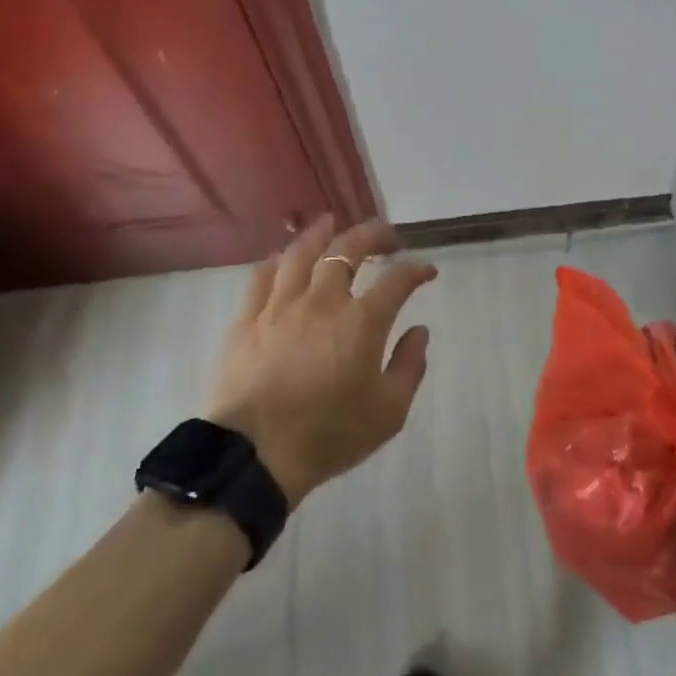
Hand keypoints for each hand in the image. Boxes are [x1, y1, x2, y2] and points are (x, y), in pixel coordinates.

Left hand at [205, 216, 437, 507]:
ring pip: (301, 254)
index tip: (426, 270)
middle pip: (347, 250)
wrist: (256, 454)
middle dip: (371, 234)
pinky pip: (261, 277)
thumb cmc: (330, 434)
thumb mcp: (389, 411)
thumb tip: (419, 331)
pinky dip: (276, 261)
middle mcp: (324, 301)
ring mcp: (281, 307)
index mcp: (362, 321)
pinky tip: (281, 256)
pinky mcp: (248, 320)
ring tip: (330, 221)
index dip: (416, 269)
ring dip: (320, 233)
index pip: (397, 280)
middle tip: (384, 232)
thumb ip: (410, 366)